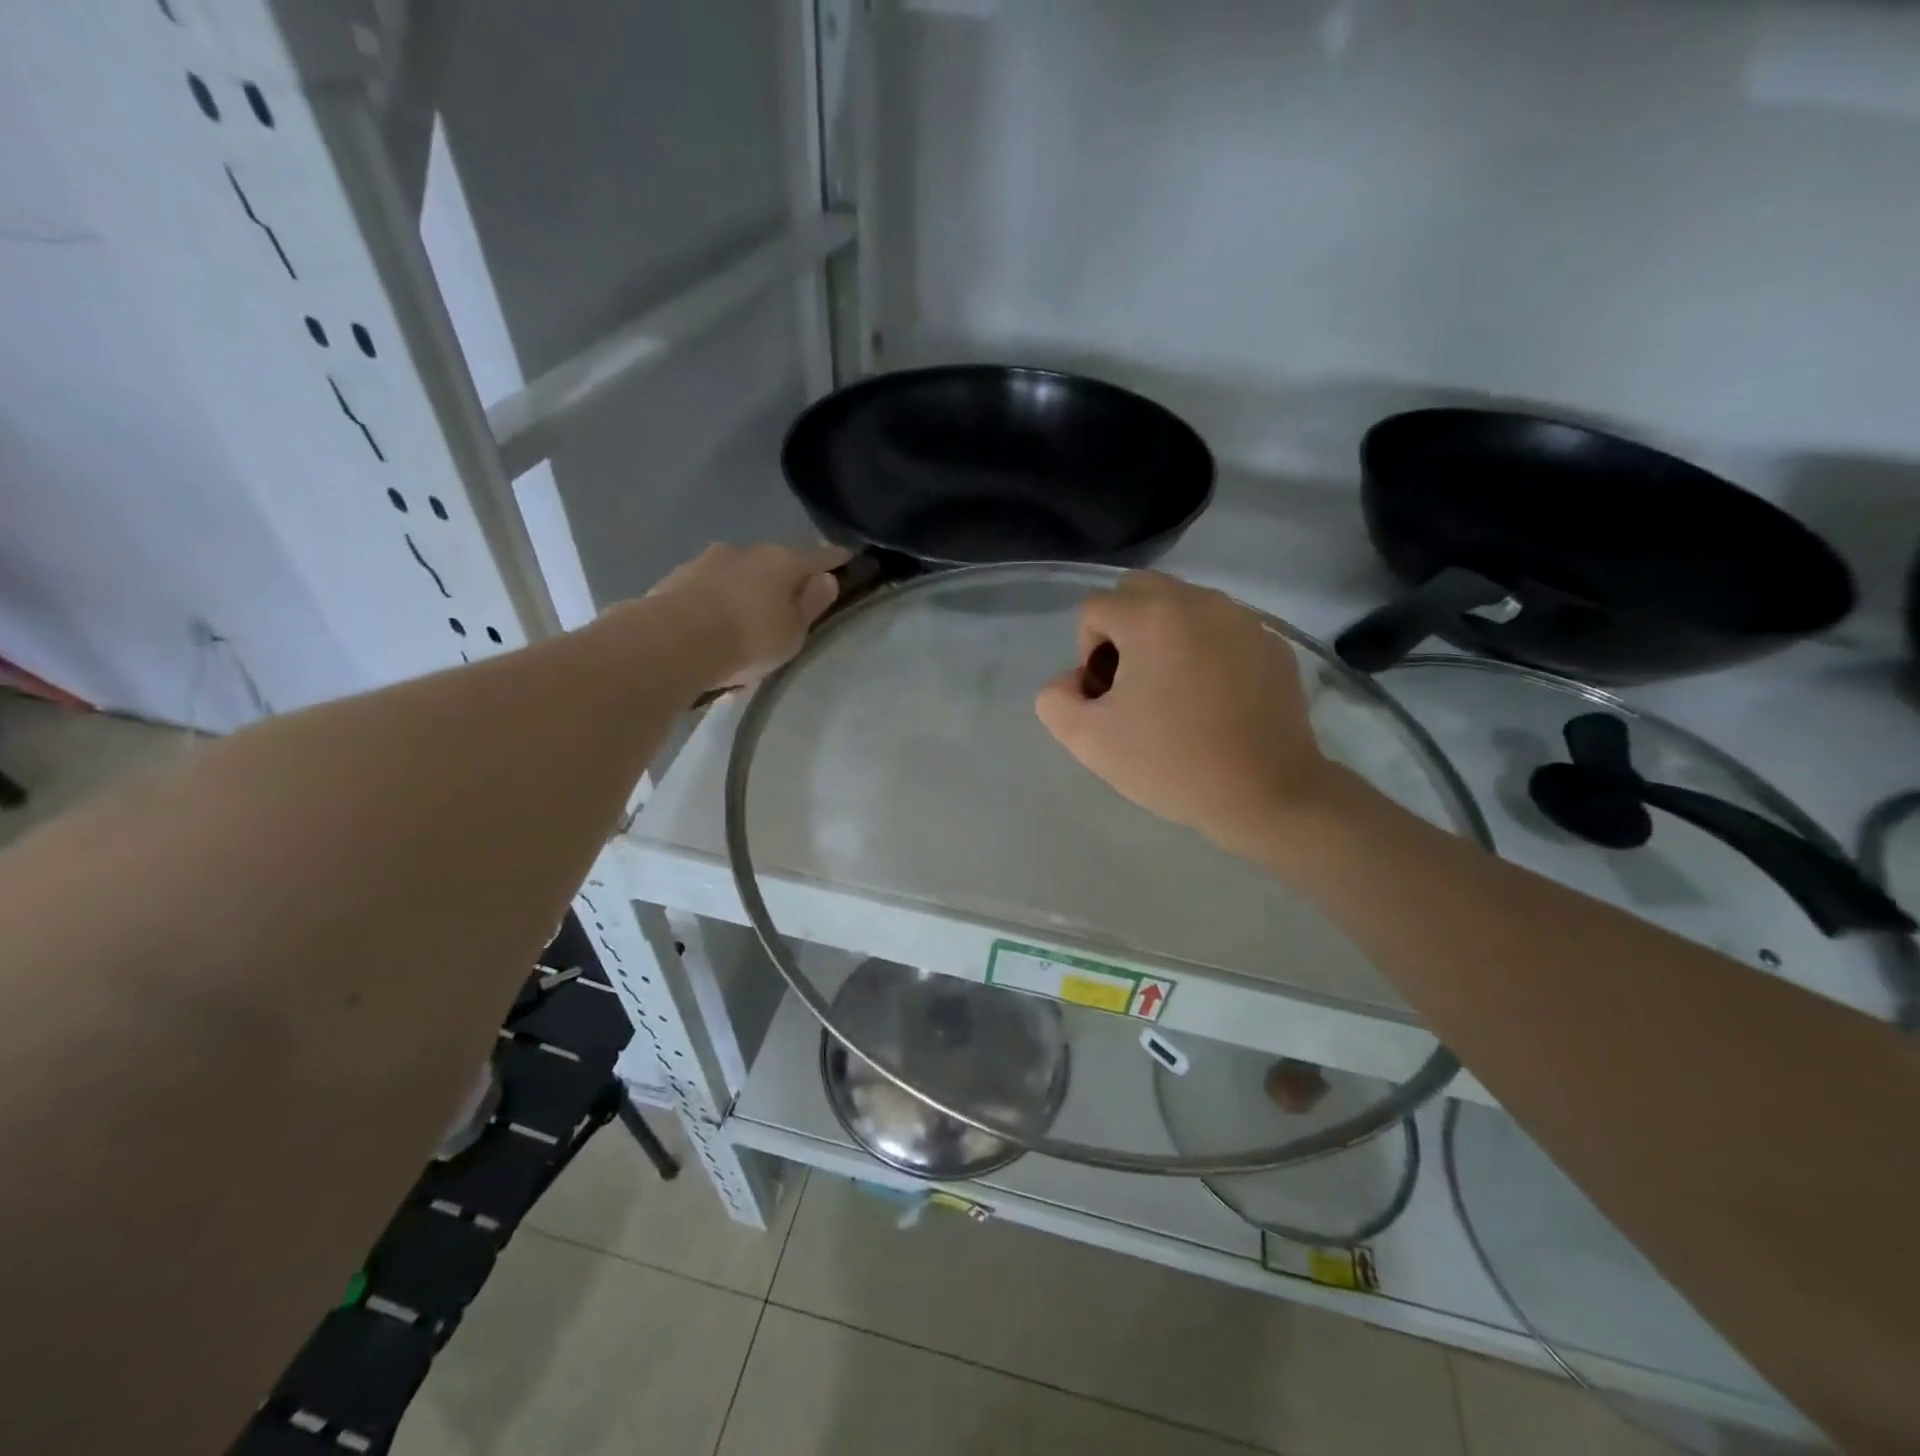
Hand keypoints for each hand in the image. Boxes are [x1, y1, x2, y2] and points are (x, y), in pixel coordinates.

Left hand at [641, 542, 850, 690]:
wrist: (672, 641)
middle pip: (775, 562)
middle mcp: (746, 551)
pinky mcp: (677, 577)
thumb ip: (811, 604)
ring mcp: (708, 560)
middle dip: (784, 579)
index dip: (836, 559)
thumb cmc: (748, 638)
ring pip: (739, 575)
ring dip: (747, 593)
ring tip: (747, 626)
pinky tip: (715, 632)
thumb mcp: (793, 632)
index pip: (819, 556)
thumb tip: (825, 578)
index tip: (848, 558)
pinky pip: (710, 591)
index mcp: (782, 561)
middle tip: (790, 604)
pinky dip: (718, 605)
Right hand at [1035, 572, 1337, 855]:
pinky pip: (1222, 629)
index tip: (1108, 695)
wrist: (1266, 794)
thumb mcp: (1088, 740)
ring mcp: (1243, 620)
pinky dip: (1206, 650)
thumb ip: (1056, 699)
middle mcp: (1200, 602)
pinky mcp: (1272, 644)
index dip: (1087, 651)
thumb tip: (1075, 680)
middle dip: (1123, 628)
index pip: (1095, 607)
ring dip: (1165, 636)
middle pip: (1139, 590)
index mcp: (1152, 617)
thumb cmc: (1172, 764)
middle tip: (1134, 682)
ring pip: (1183, 606)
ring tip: (1175, 692)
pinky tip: (1214, 700)